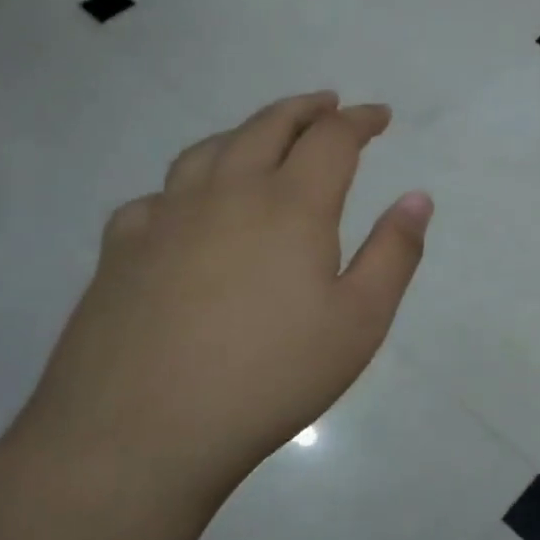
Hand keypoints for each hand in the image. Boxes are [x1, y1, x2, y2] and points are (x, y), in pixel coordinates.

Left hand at [15, 92, 430, 503]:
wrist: (138, 434)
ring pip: (209, 149)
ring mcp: (166, 217)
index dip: (359, 119)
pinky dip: (187, 184)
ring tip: (264, 136)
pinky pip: (158, 195)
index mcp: (290, 205)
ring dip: (247, 131)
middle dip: (305, 110)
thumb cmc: (270, 377)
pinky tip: (188, 206)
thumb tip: (418, 198)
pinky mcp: (121, 250)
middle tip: (327, 105)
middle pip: (268, 126)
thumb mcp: (360, 321)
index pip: (332, 139)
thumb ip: (394, 253)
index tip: (378, 114)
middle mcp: (227, 193)